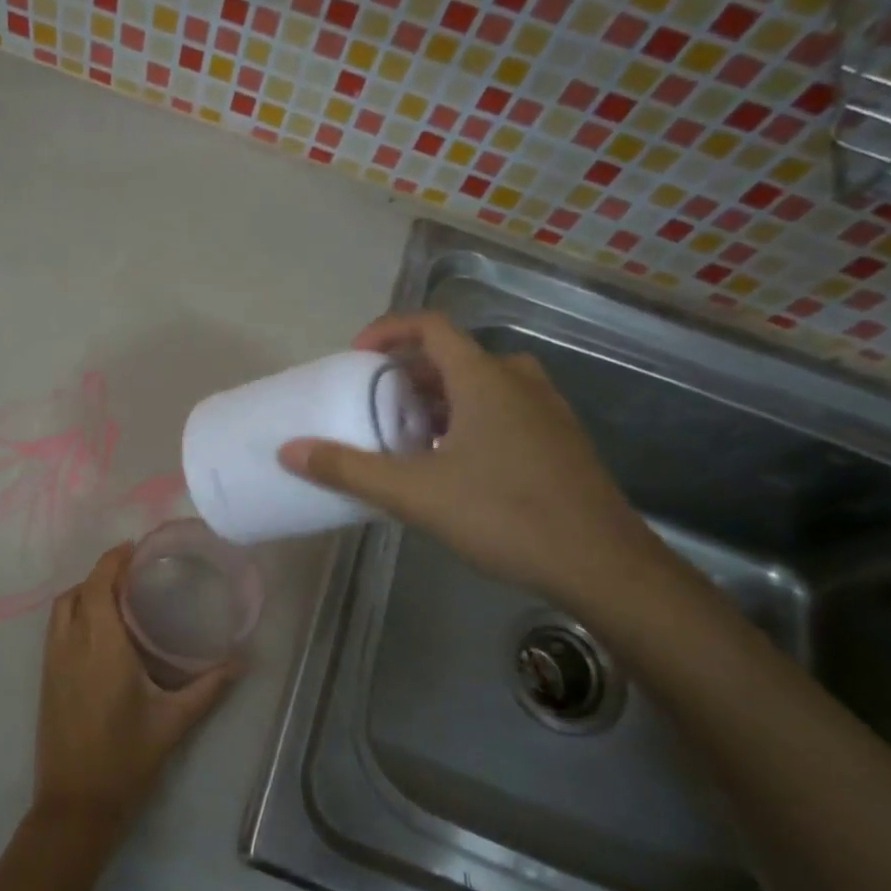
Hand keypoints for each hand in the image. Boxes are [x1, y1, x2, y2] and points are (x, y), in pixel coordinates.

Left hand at [30, 544, 242, 843]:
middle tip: (135, 573)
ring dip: (85, 592)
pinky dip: (74, 613)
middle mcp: (71, 645)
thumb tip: (242, 659)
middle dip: (102, 573)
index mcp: (101, 646)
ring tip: (119, 597)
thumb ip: (209, 686)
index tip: (136, 548)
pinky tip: (101, 632)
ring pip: (61, 608)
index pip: (99, 584)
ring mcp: (52, 662)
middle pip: (78, 590)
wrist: (76, 805)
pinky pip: (56, 629)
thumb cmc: (127, 759)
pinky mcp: (45, 679)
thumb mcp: (174, 721)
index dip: (113, 559)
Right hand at [278, 312, 658, 607]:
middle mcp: (519, 381)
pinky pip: (504, 410)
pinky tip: (454, 465)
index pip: (430, 326)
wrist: (601, 564)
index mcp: (484, 378)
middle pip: (454, 357)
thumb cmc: (504, 515)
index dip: (387, 331)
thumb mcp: (414, 493)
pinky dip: (469, 419)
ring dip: (439, 399)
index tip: (355, 358)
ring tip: (408, 436)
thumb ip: (348, 469)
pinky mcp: (559, 440)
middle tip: (376, 404)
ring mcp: (546, 410)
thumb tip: (289, 450)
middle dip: (409, 374)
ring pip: (481, 385)